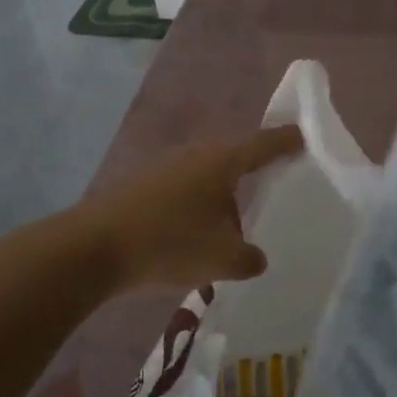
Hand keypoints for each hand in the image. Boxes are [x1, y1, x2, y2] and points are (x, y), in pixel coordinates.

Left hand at [78, 125, 302, 289]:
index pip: (265, 144)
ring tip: (233, 229)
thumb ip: (249, 258)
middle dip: (253, 175)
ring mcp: (164, 168)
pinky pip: (183, 193)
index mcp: (222, 162)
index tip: (304, 136)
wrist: (92, 249)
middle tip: (273, 191)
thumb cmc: (169, 243)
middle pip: (234, 160)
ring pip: (206, 180)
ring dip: (221, 200)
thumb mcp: (223, 259)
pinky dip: (196, 210)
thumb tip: (254, 257)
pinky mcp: (142, 186)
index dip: (287, 141)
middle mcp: (195, 155)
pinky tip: (194, 239)